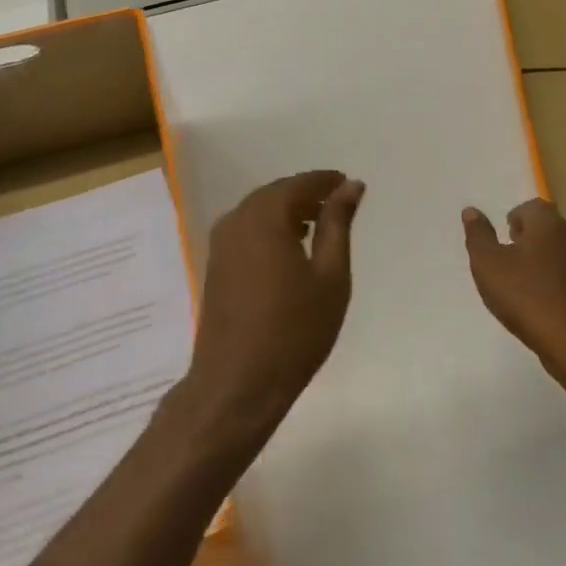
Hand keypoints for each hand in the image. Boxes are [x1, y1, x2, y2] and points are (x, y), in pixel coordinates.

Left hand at [184, 171, 364, 438]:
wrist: (237, 383)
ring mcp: (220, 244)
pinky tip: (289, 250)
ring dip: (288, 212)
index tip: (349, 185)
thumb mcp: (330, 276)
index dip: (327, 182)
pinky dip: (270, 230)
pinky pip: (246, 231)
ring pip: (258, 212)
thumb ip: (338, 225)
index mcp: (265, 217)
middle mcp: (237, 220)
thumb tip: (350, 186)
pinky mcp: (214, 265)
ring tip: (319, 228)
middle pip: (276, 194)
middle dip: (307, 195)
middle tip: (338, 206)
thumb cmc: (295, 330)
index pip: (300, 184)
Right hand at [463, 198, 565, 381]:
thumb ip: (478, 235)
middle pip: (548, 228)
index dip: (514, 219)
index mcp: (548, 224)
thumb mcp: (488, 264)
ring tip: (521, 285)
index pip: (532, 206)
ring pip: (560, 252)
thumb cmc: (526, 296)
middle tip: (507, 261)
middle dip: (527, 239)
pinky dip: (554, 281)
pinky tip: (541, 304)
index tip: (503, 240)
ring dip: (541, 261)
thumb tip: (471, 211)